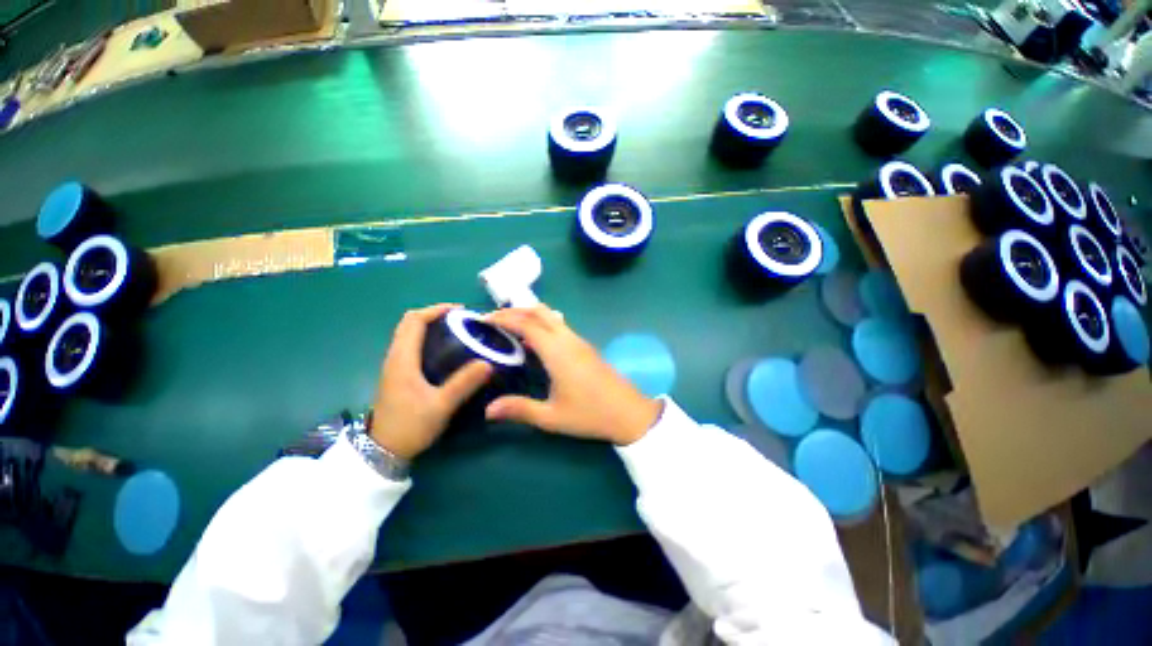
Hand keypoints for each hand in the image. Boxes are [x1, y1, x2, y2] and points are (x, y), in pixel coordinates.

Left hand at [371, 304, 492, 459]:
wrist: (382, 450)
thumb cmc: (410, 426)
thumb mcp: (441, 406)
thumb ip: (464, 384)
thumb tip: (488, 363)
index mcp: (402, 359)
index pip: (414, 321)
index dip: (435, 310)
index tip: (460, 310)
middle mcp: (395, 357)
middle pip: (409, 323)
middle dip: (434, 315)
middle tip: (461, 319)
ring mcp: (393, 366)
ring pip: (408, 334)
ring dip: (429, 325)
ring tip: (456, 330)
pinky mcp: (397, 374)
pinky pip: (410, 346)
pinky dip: (426, 338)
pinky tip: (444, 350)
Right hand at [484, 305, 662, 445]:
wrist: (628, 412)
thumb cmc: (590, 414)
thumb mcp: (552, 417)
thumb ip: (520, 409)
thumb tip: (488, 410)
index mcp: (557, 352)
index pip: (527, 324)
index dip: (504, 318)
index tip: (483, 320)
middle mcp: (568, 339)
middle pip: (538, 312)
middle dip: (514, 311)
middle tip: (493, 320)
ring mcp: (578, 340)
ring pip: (550, 315)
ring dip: (529, 314)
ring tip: (509, 325)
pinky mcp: (584, 345)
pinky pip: (558, 325)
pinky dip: (541, 322)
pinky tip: (533, 338)